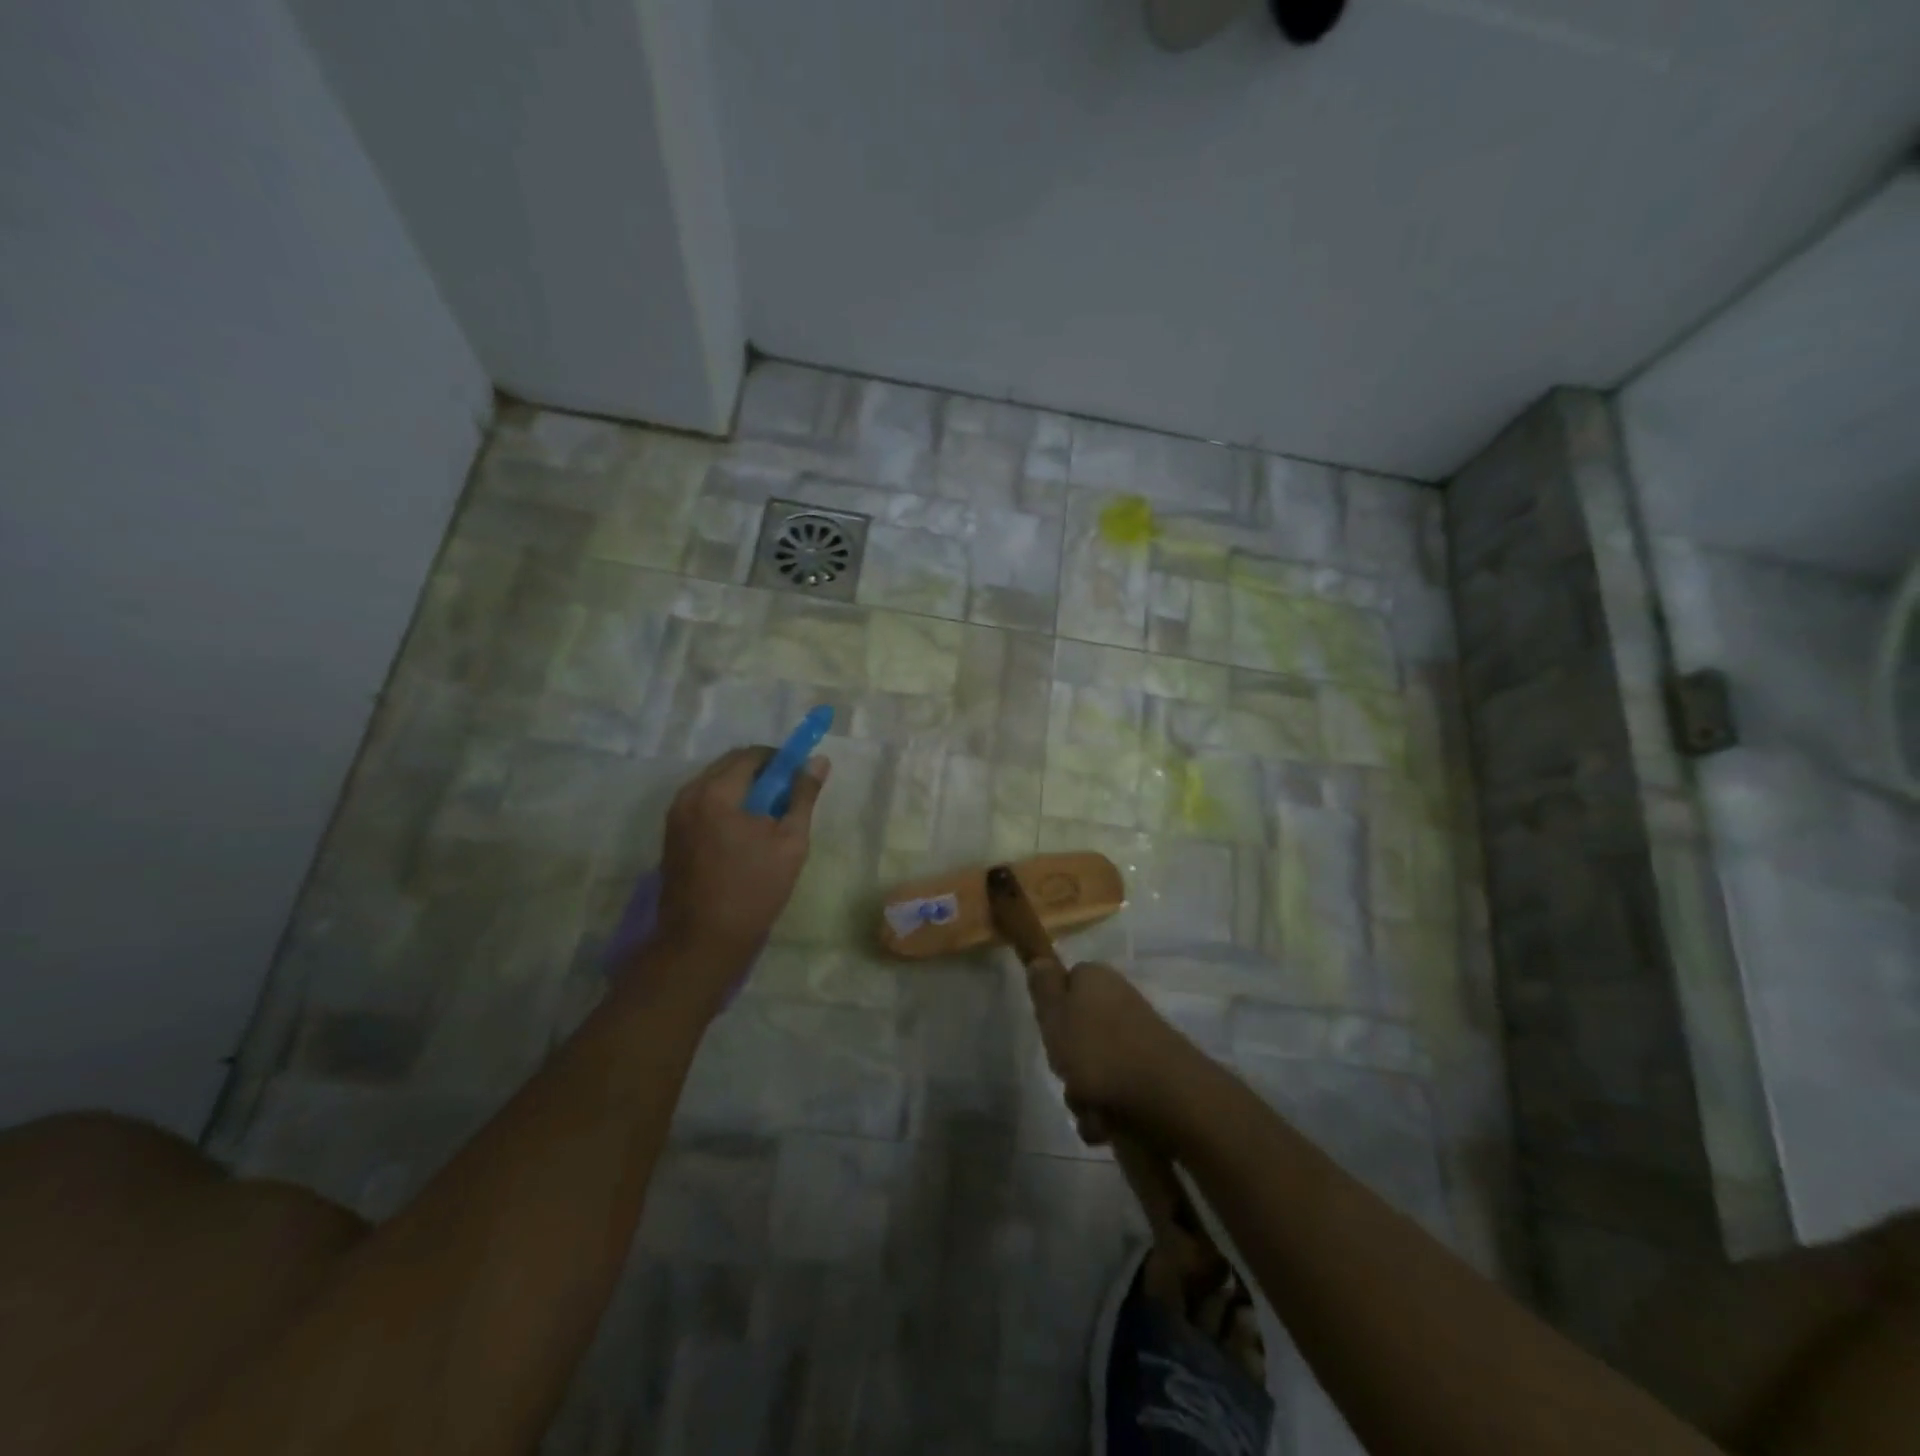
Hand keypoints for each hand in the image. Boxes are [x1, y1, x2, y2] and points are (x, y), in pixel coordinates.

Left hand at [654, 746, 827, 975]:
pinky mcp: (671, 834)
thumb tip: (819, 761)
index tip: (799, 779)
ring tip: (766, 819)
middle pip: (729, 765)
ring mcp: (675, 815)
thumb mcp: (790, 842)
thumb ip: (803, 797)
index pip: (752, 755)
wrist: (702, 940)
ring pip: (714, 784)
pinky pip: (702, 803)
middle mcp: (689, 795)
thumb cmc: (753, 890)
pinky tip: (743, 834)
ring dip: (742, 789)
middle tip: (786, 799)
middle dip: (761, 773)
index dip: (780, 760)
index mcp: (717, 792)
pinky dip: (725, 806)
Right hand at [1024, 959, 1196, 1144]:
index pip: (1065, 984)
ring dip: (1084, 1095)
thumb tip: (1040, 960)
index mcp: (1096, 980)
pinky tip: (1106, 1125)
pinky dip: (1106, 1112)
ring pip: (1094, 1067)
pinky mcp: (1152, 1073)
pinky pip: (1116, 1092)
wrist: (1169, 1098)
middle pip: (1077, 1031)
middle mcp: (1118, 1002)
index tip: (1049, 1032)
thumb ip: (1043, 988)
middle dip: (1067, 1062)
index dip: (1053, 1010)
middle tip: (1066, 1073)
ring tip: (1090, 1109)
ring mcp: (1138, 1038)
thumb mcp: (1055, 1015)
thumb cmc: (1100, 1051)